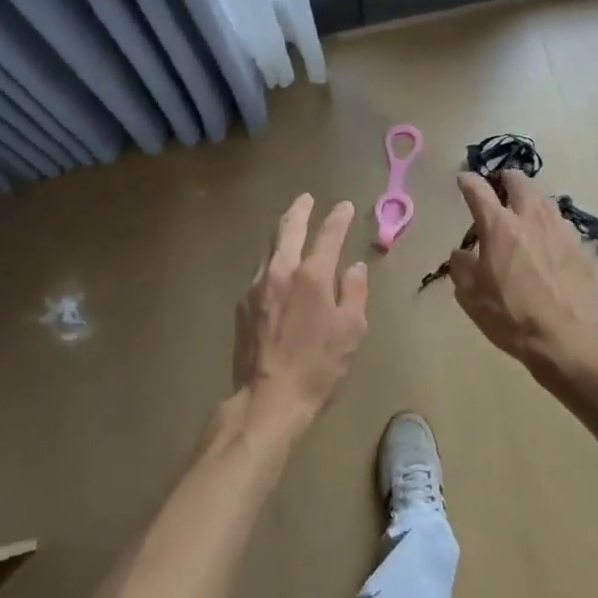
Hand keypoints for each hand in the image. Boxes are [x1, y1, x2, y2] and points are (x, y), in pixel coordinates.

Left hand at [232, 195, 368, 439]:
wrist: (268, 399)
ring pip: (269, 247)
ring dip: (282, 232)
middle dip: (300, 210)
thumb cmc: (318, 367)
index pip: (328, 235)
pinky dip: (271, 259)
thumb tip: (354, 268)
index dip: (337, 218)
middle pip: (288, 229)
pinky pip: (260, 270)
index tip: (344, 206)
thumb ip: (353, 293)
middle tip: (306, 198)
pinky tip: (276, 266)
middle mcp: (281, 272)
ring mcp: (257, 286)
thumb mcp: (350, 332)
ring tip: (290, 225)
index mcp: (311, 276)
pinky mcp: (242, 304)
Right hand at [445, 171, 597, 383]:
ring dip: (530, 197)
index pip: (478, 190)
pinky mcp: (579, 246)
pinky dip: (548, 222)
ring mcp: (559, 229)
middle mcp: (530, 218)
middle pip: (519, 181)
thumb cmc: (512, 316)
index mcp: (498, 226)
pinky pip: (560, 222)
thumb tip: (461, 253)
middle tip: (498, 185)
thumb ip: (461, 267)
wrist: (569, 337)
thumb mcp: (471, 296)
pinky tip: (546, 238)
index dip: (468, 181)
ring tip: (524, 209)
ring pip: (544, 198)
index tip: (463, 179)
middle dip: (505, 178)